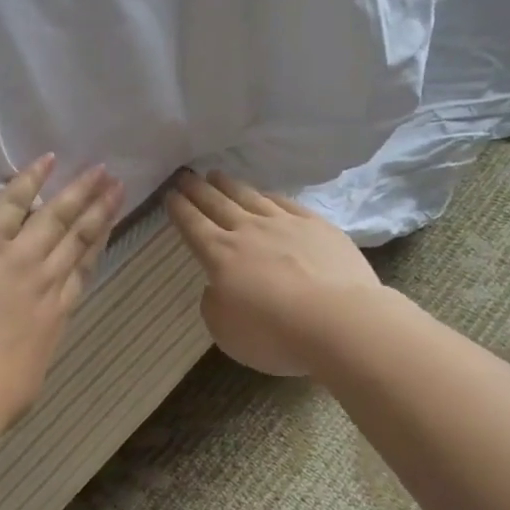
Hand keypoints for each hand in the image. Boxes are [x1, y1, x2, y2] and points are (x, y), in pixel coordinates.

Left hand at [0, 155, 124, 421]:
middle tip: (117, 184)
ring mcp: (20, 260)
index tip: (111, 224)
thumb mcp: (29, 377)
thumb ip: (33, 355)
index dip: (100, 242)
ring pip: (56, 218)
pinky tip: (46, 162)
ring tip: (99, 171)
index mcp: (57, 314)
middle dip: (99, 210)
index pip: (83, 269)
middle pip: (79, 238)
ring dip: (78, 192)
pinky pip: (11, 205)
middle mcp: (47, 280)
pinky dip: (29, 182)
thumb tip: (30, 355)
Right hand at [167, 170, 381, 376]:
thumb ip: (214, 305)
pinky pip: (286, 203)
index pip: (193, 226)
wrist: (338, 321)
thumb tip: (218, 287)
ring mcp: (285, 224)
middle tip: (185, 175)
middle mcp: (249, 231)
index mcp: (220, 256)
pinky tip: (266, 193)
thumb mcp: (225, 331)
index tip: (170, 194)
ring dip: (230, 185)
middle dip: (198, 189)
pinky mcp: (317, 226)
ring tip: (218, 175)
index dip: (179, 209)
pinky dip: (270, 195)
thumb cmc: (274, 334)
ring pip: (251, 197)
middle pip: (217, 204)